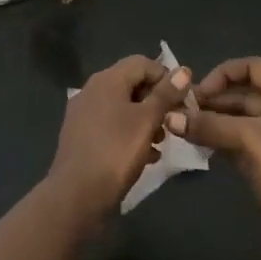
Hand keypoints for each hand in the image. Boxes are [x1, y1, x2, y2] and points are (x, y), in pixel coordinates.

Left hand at [47, 55, 190, 227]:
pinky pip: (111, 126)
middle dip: (157, 101)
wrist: (76, 196)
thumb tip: (183, 70)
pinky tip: (145, 156)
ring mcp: (83, 114)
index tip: (183, 101)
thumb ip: (166, 94)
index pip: (143, 63)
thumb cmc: (116, 152)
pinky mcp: (81, 136)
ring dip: (145, 119)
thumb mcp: (147, 121)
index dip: (166, 77)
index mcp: (106, 80)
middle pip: (132, 84)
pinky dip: (130, 133)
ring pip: (123, 107)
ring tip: (161, 142)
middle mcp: (92, 90)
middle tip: (174, 122)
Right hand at [174, 57, 260, 256]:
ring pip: (242, 120)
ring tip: (183, 129)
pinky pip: (243, 142)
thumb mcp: (248, 139)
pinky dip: (222, 141)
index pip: (253, 67)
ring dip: (214, 122)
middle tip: (181, 113)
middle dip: (214, 101)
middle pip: (245, 94)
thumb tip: (169, 117)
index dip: (223, 74)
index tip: (198, 92)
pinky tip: (199, 147)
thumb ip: (208, 125)